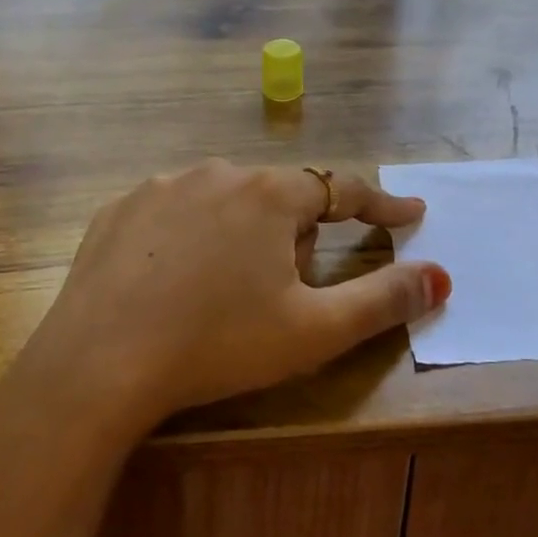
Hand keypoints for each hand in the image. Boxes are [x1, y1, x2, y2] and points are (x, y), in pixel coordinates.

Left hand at [20, 161, 448, 435]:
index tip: (410, 215)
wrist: (97, 363)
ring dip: (242, 235)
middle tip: (284, 295)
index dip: (382, 206)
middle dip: (297, 238)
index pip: (344, 188)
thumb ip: (383, 299)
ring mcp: (162, 186)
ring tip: (223, 294)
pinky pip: (175, 214)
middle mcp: (218, 172)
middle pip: (281, 199)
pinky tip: (173, 282)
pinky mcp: (119, 209)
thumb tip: (440, 275)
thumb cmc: (218, 343)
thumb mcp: (313, 331)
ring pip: (226, 202)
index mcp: (271, 195)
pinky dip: (189, 239)